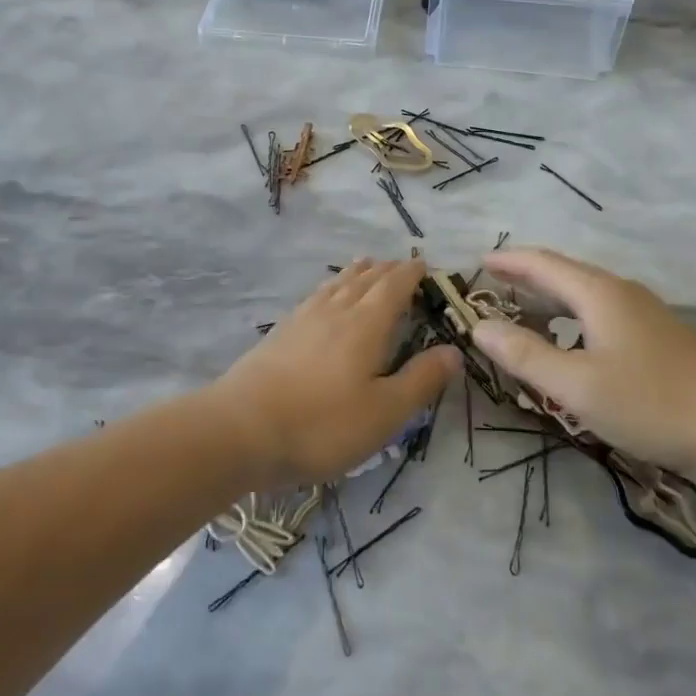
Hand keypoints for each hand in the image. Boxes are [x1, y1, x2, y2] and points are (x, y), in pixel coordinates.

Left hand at [207, 258, 461, 487]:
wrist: (241, 429)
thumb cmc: (322, 424)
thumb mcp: (385, 413)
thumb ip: (420, 380)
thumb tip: (453, 351)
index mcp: (366, 323)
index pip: (394, 286)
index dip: (411, 274)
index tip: (425, 266)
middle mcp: (335, 310)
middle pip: (365, 279)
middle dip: (387, 270)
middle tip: (401, 266)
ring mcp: (303, 319)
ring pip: (337, 285)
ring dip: (357, 273)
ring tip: (366, 265)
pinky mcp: (280, 333)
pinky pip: (315, 297)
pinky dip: (331, 288)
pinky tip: (324, 299)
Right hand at [470, 248, 695, 472]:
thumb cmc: (652, 402)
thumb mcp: (576, 385)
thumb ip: (525, 354)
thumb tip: (479, 327)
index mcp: (598, 293)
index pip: (542, 263)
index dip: (508, 260)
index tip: (477, 262)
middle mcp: (619, 292)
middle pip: (563, 274)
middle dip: (524, 278)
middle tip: (489, 289)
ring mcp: (642, 314)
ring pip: (583, 295)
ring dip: (547, 300)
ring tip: (519, 314)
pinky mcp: (656, 337)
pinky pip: (598, 314)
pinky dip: (570, 318)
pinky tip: (567, 344)